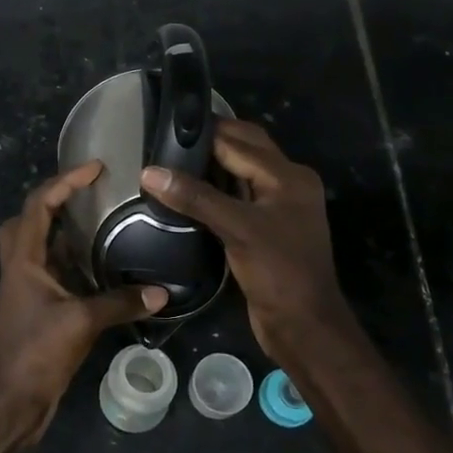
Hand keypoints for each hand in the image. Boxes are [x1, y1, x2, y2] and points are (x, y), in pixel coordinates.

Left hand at [0, 162, 166, 438]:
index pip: (39, 204)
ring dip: (64, 230)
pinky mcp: (37, 307)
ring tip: (101, 221)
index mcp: (24, 258)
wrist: (11, 399)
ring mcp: (27, 287)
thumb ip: (120, 303)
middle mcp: (21, 265)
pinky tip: (100, 265)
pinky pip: (52, 270)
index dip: (65, 181)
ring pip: (40, 245)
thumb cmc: (36, 352)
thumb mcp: (81, 322)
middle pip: (28, 219)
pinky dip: (72, 260)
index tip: (96, 169)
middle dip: (54, 200)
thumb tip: (161, 292)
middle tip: (89, 194)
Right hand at [141, 118, 351, 362]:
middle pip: (244, 149)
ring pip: (240, 173)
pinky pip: (237, 197)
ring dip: (211, 165)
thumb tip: (149, 172)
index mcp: (288, 175)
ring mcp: (277, 207)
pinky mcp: (265, 229)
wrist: (302, 325)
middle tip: (166, 140)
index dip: (202, 134)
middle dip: (209, 142)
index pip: (238, 141)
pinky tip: (187, 193)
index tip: (164, 127)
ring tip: (170, 160)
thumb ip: (195, 197)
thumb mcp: (237, 228)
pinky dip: (215, 190)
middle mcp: (287, 183)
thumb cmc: (277, 271)